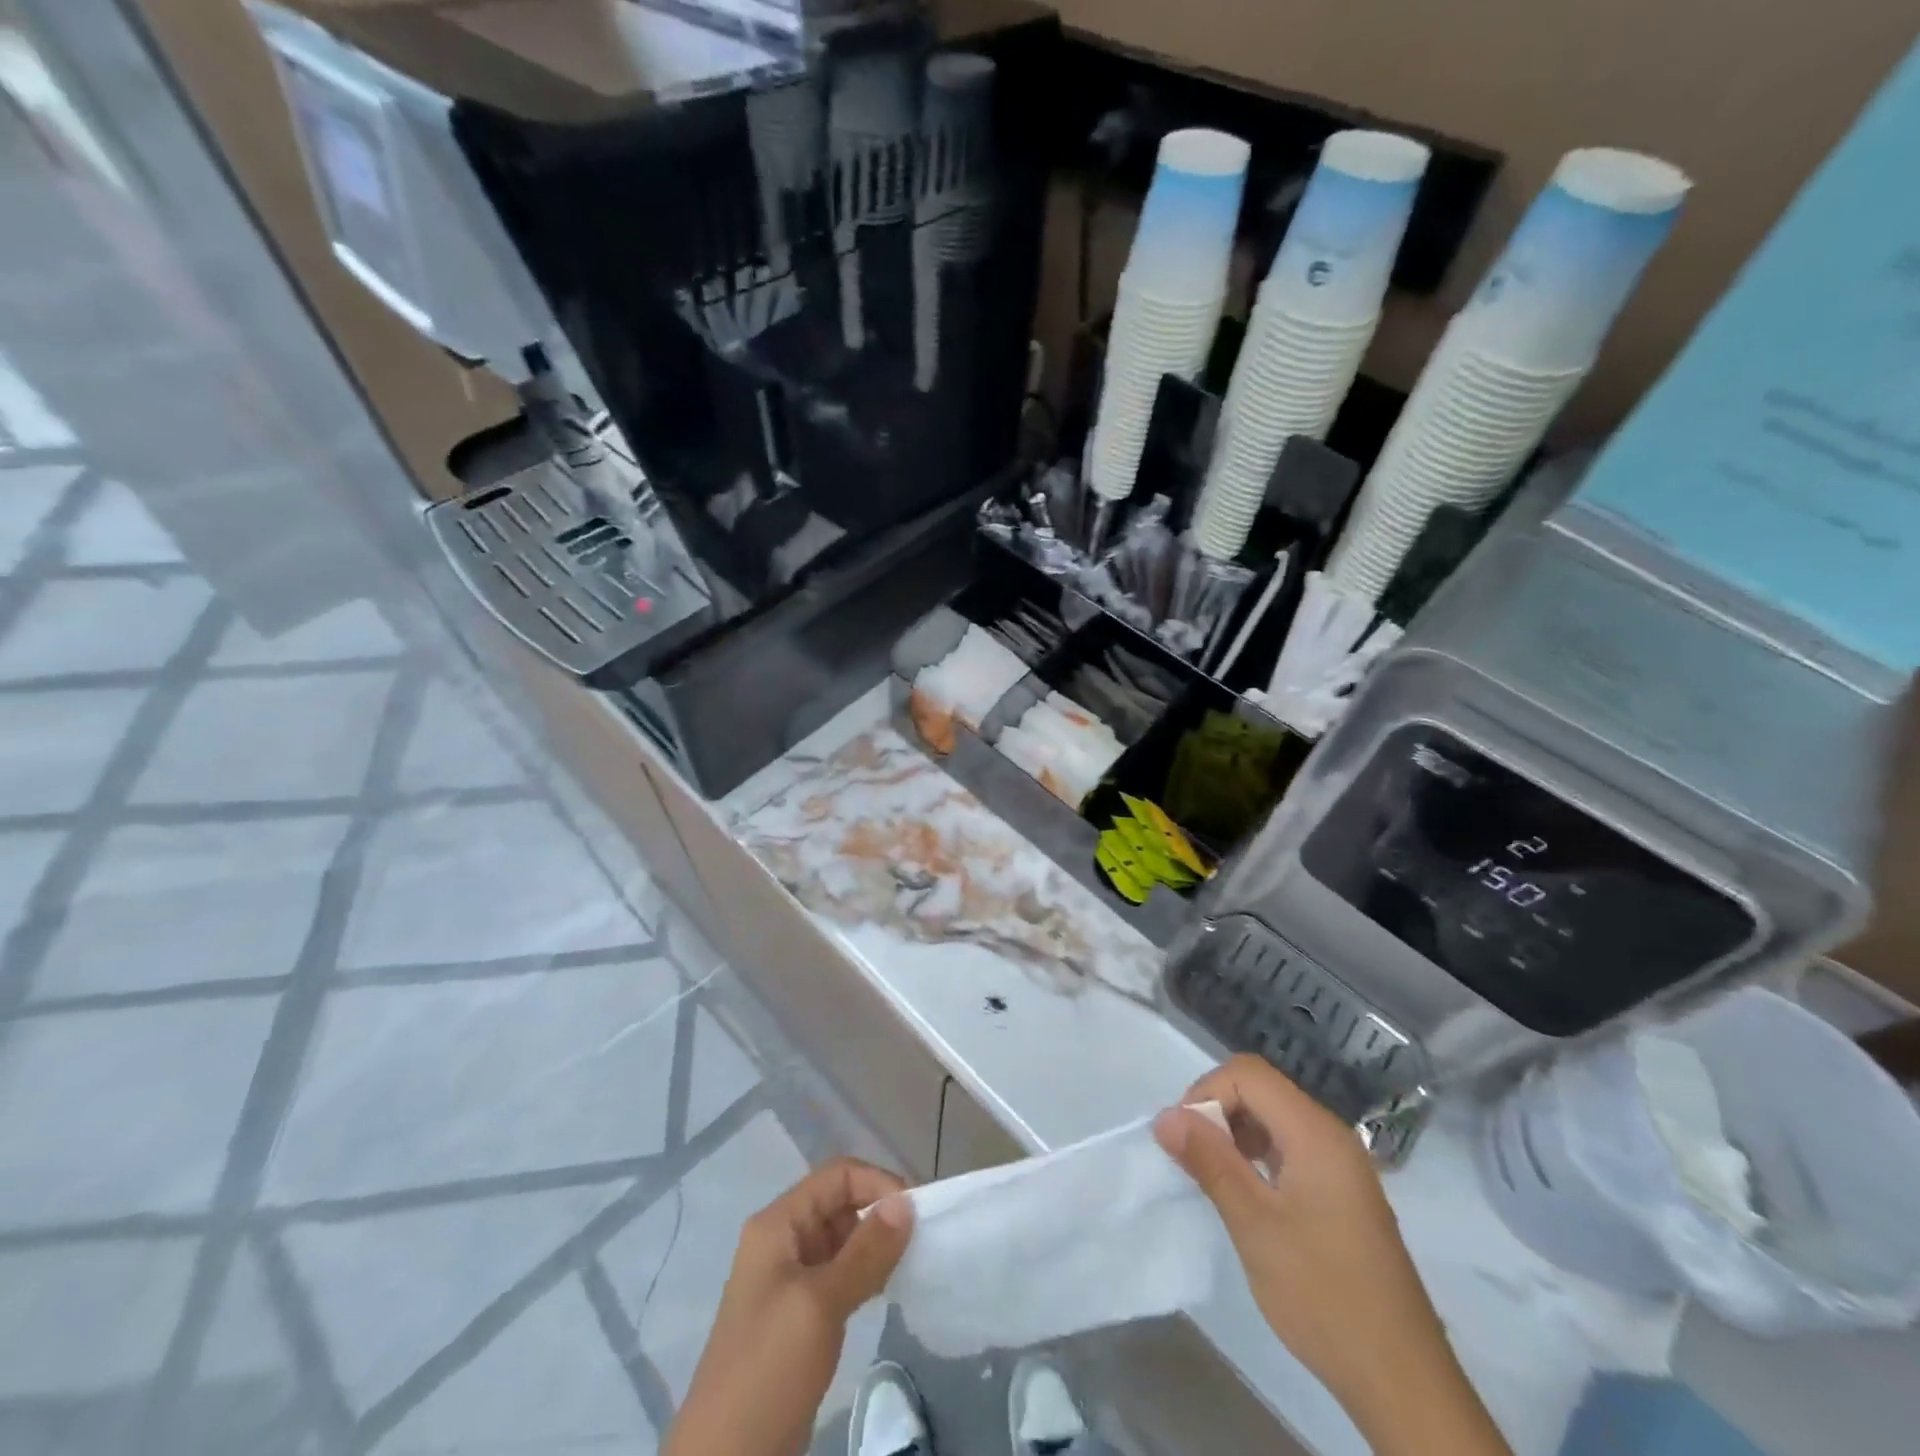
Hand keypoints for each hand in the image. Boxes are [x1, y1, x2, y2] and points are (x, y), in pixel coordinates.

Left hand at [666, 1159, 913, 1455]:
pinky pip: (842, 1273)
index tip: (916, 1213)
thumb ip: (865, 1251)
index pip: (837, 1176)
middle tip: (921, 1238)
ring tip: (912, 1261)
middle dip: (880, 1211)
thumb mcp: (819, 1304)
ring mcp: (791, 1279)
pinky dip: (868, 1272)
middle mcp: (783, 1241)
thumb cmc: (768, 1367)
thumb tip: (907, 1201)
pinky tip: (890, 1287)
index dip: (877, 1183)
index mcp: (778, 1224)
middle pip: (841, 1202)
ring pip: (844, 1238)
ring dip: (877, 1243)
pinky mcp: (802, 1314)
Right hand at [1154, 1056, 1508, 1455]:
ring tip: (1215, 1178)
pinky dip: (1258, 1156)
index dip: (1207, 1092)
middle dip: (1218, 1110)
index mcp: (1315, 1132)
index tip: (1184, 1138)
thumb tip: (1164, 1115)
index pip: (1248, 1073)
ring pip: (1274, 1117)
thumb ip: (1209, 1161)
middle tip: (1194, 1159)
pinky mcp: (1342, 1192)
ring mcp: (1341, 1164)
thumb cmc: (1323, 1293)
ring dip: (1235, 1133)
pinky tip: (1247, 1196)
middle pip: (1261, 1089)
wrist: (1401, 1380)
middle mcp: (1331, 1135)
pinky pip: (1290, 1147)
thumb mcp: (1254, 1224)